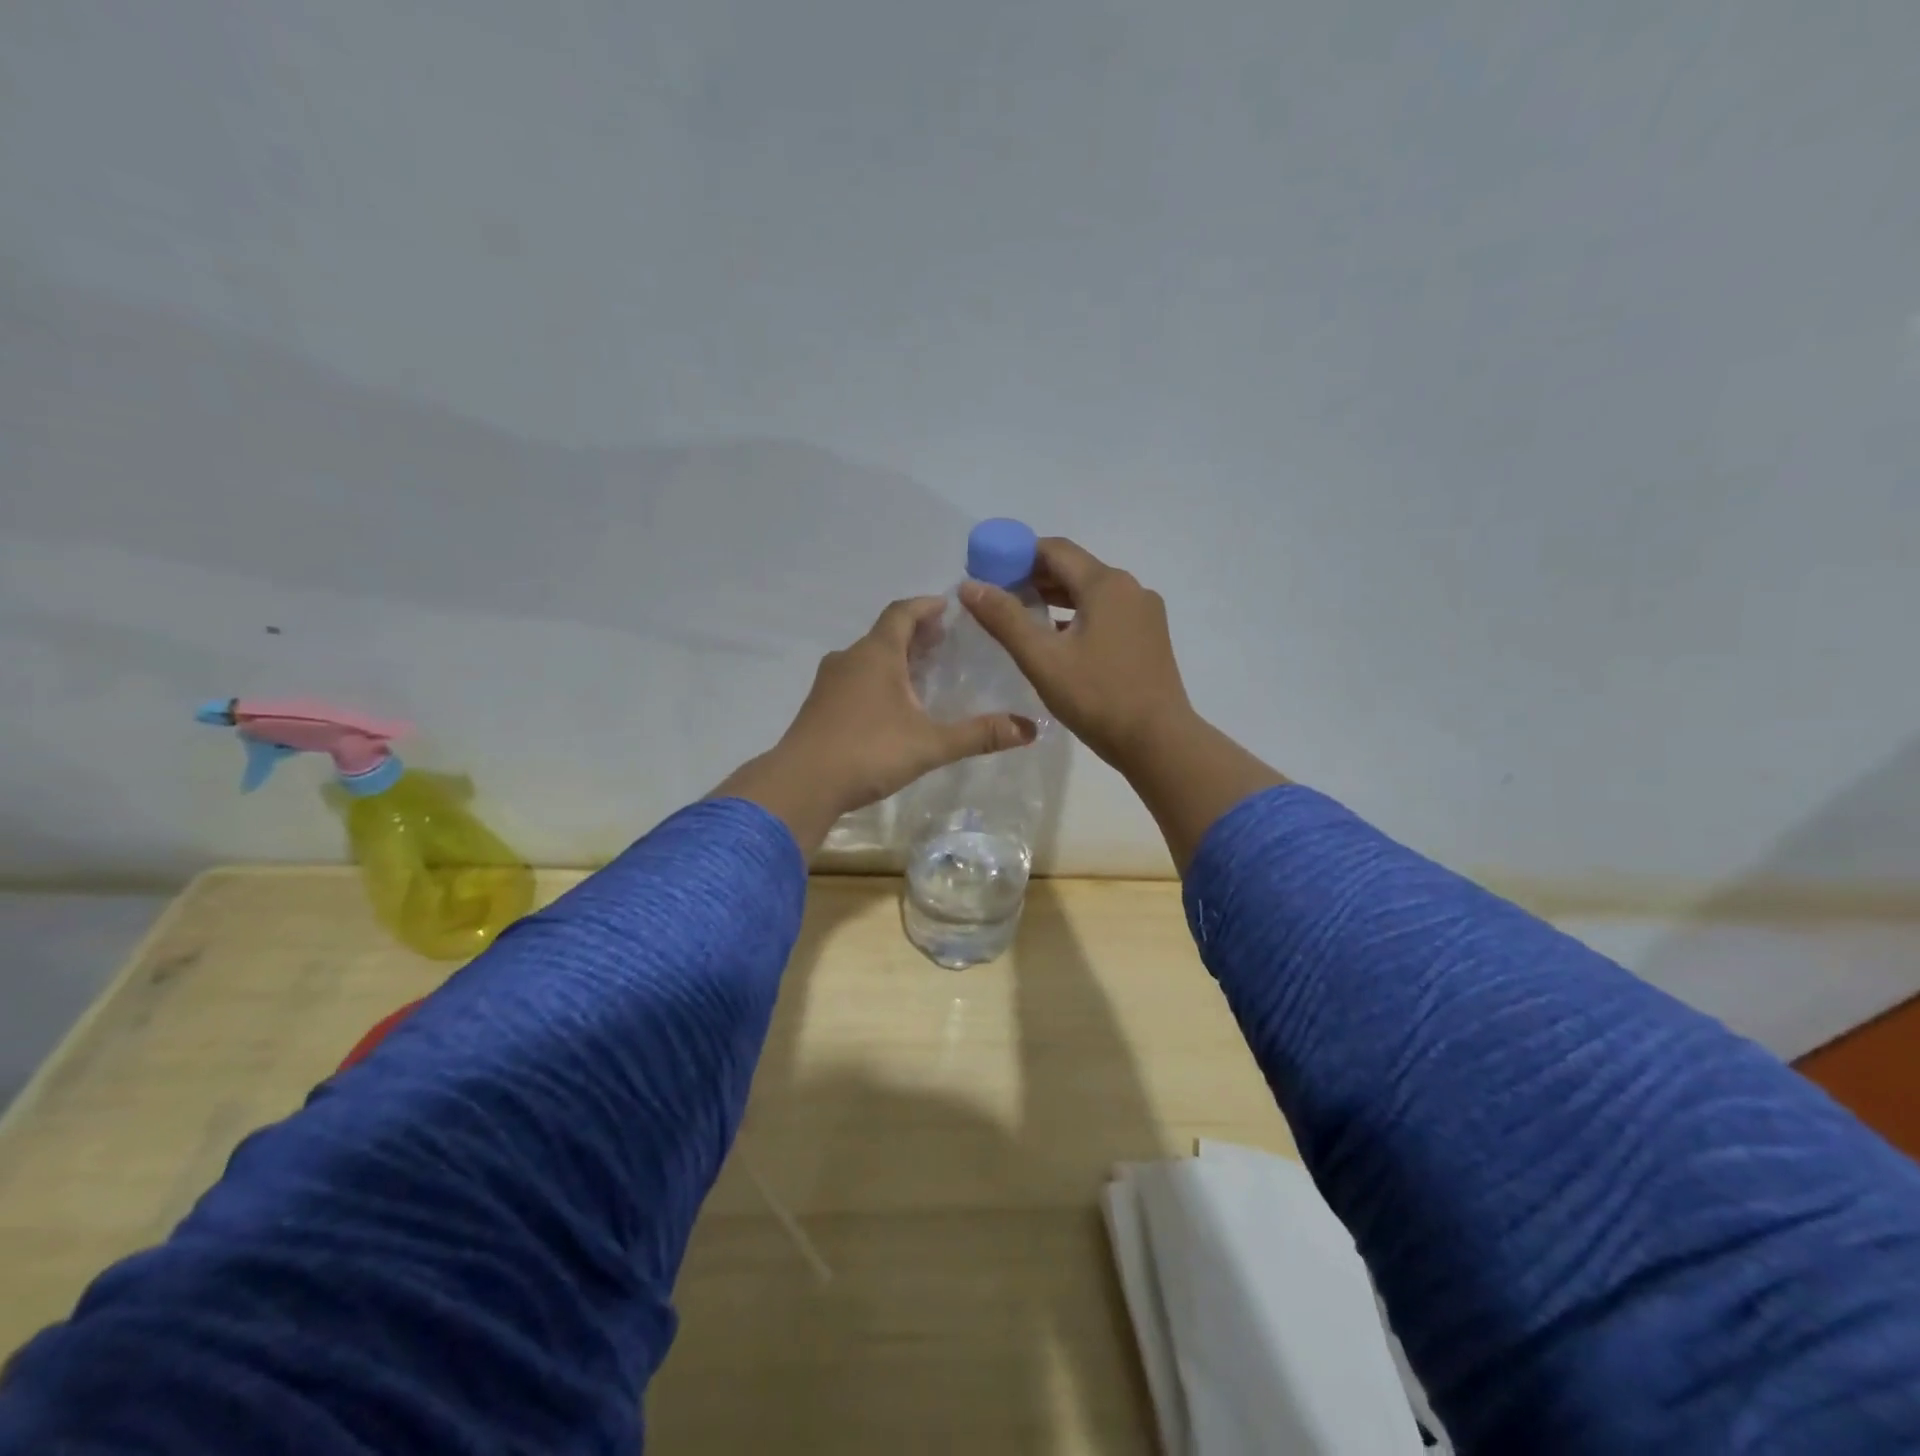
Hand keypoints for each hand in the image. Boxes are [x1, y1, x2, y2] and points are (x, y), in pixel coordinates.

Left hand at [712, 597, 1037, 851]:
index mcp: (876, 654)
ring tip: (921, 672)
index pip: (902, 612)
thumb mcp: (931, 744)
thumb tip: (1031, 728)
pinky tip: (890, 706)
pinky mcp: (818, 706)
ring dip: (894, 657)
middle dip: (915, 633)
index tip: (948, 606)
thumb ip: (979, 735)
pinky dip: (876, 679)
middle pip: (885, 633)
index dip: (926, 606)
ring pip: (867, 657)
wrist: (801, 784)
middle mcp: (849, 658)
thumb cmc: (868, 752)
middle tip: (944, 641)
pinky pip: (854, 679)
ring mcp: (829, 683)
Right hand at [960, 538, 1193, 771]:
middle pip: (1074, 568)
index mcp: (1106, 584)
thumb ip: (1004, 619)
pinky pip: (1107, 612)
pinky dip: (1078, 615)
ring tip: (1021, 615)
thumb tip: (970, 586)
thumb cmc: (1098, 697)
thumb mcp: (1043, 659)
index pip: (1054, 550)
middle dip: (1034, 577)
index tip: (987, 573)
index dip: (1016, 555)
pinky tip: (1058, 638)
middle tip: (997, 597)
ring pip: (1091, 592)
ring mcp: (1144, 612)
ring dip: (1055, 597)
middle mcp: (1130, 588)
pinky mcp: (1149, 636)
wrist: (1158, 741)